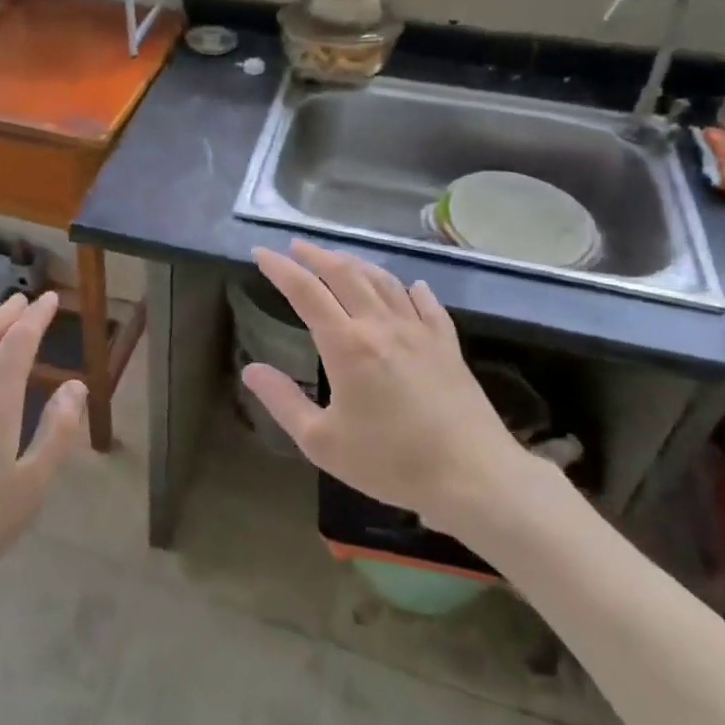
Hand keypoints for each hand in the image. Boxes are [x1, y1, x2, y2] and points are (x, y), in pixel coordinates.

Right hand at [241, 240, 550, 538]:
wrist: (473, 477)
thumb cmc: (390, 463)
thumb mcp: (322, 442)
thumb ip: (283, 402)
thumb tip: (251, 369)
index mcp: (347, 345)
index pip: (306, 291)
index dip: (280, 269)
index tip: (261, 253)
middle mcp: (381, 326)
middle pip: (344, 274)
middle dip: (316, 255)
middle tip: (296, 246)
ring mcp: (419, 332)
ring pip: (384, 282)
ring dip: (356, 264)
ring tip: (339, 260)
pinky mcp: (448, 346)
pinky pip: (427, 305)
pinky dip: (411, 290)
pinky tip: (412, 287)